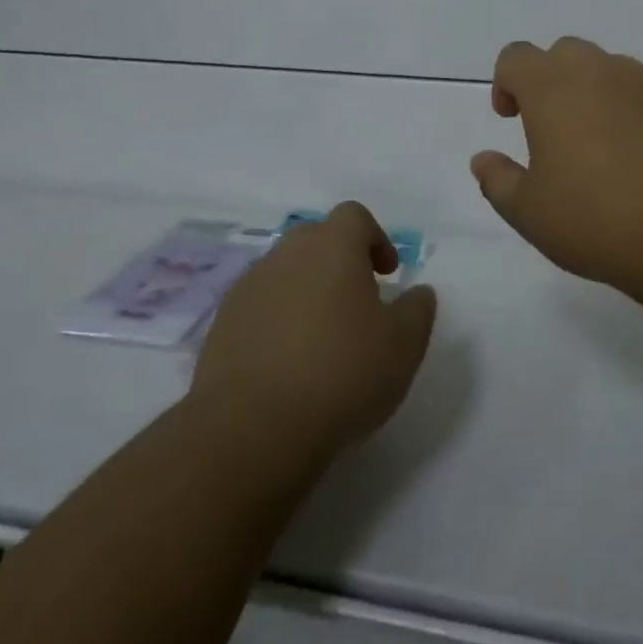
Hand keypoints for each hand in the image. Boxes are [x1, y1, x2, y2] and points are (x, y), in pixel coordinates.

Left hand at [192, 202, 437, 462]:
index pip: (354, 216)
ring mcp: (249, 286)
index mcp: (332, 246)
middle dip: (339, 261)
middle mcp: (287, 253)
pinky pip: (259, 305)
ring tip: (321, 336)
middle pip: (316, 238)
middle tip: (356, 302)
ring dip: (305, 290)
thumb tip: (419, 292)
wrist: (253, 427)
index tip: (387, 274)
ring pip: (284, 271)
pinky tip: (287, 361)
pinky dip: (276, 319)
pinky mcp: (223, 322)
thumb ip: (417, 311)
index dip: (375, 238)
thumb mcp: (403, 346)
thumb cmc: (341, 374)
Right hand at [470, 37, 642, 298]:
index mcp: (552, 88)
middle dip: (547, 81)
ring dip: (589, 92)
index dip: (505, 82)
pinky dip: (626, 110)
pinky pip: (640, 92)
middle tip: (548, 128)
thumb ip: (497, 180)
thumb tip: (483, 160)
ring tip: (594, 144)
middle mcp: (598, 72)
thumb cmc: (597, 219)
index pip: (516, 56)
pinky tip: (633, 156)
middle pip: (562, 53)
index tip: (510, 118)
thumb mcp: (529, 212)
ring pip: (605, 69)